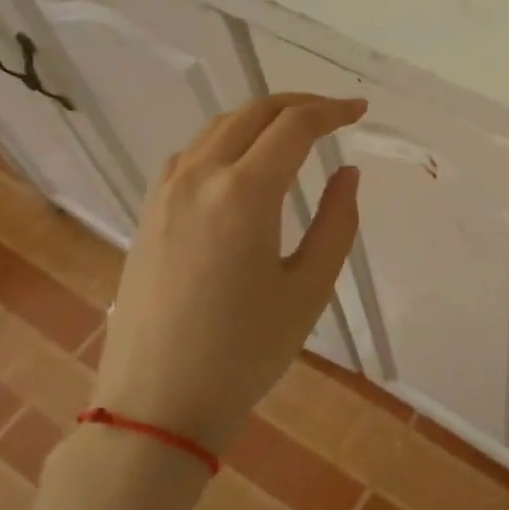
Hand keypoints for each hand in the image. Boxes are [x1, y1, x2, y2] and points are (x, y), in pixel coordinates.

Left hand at [98, 93, 365, 454]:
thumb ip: (337, 221)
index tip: (360, 111)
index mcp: (244, 193)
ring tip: (295, 133)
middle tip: (334, 115)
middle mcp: (199, 177)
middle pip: (253, 113)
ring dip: (261, 118)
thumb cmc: (245, 351)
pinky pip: (190, 154)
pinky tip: (241, 164)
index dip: (333, 111)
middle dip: (299, 104)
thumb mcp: (310, 288)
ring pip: (218, 127)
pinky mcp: (148, 213)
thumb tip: (346, 174)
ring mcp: (165, 193)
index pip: (295, 127)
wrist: (156, 405)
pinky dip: (225, 141)